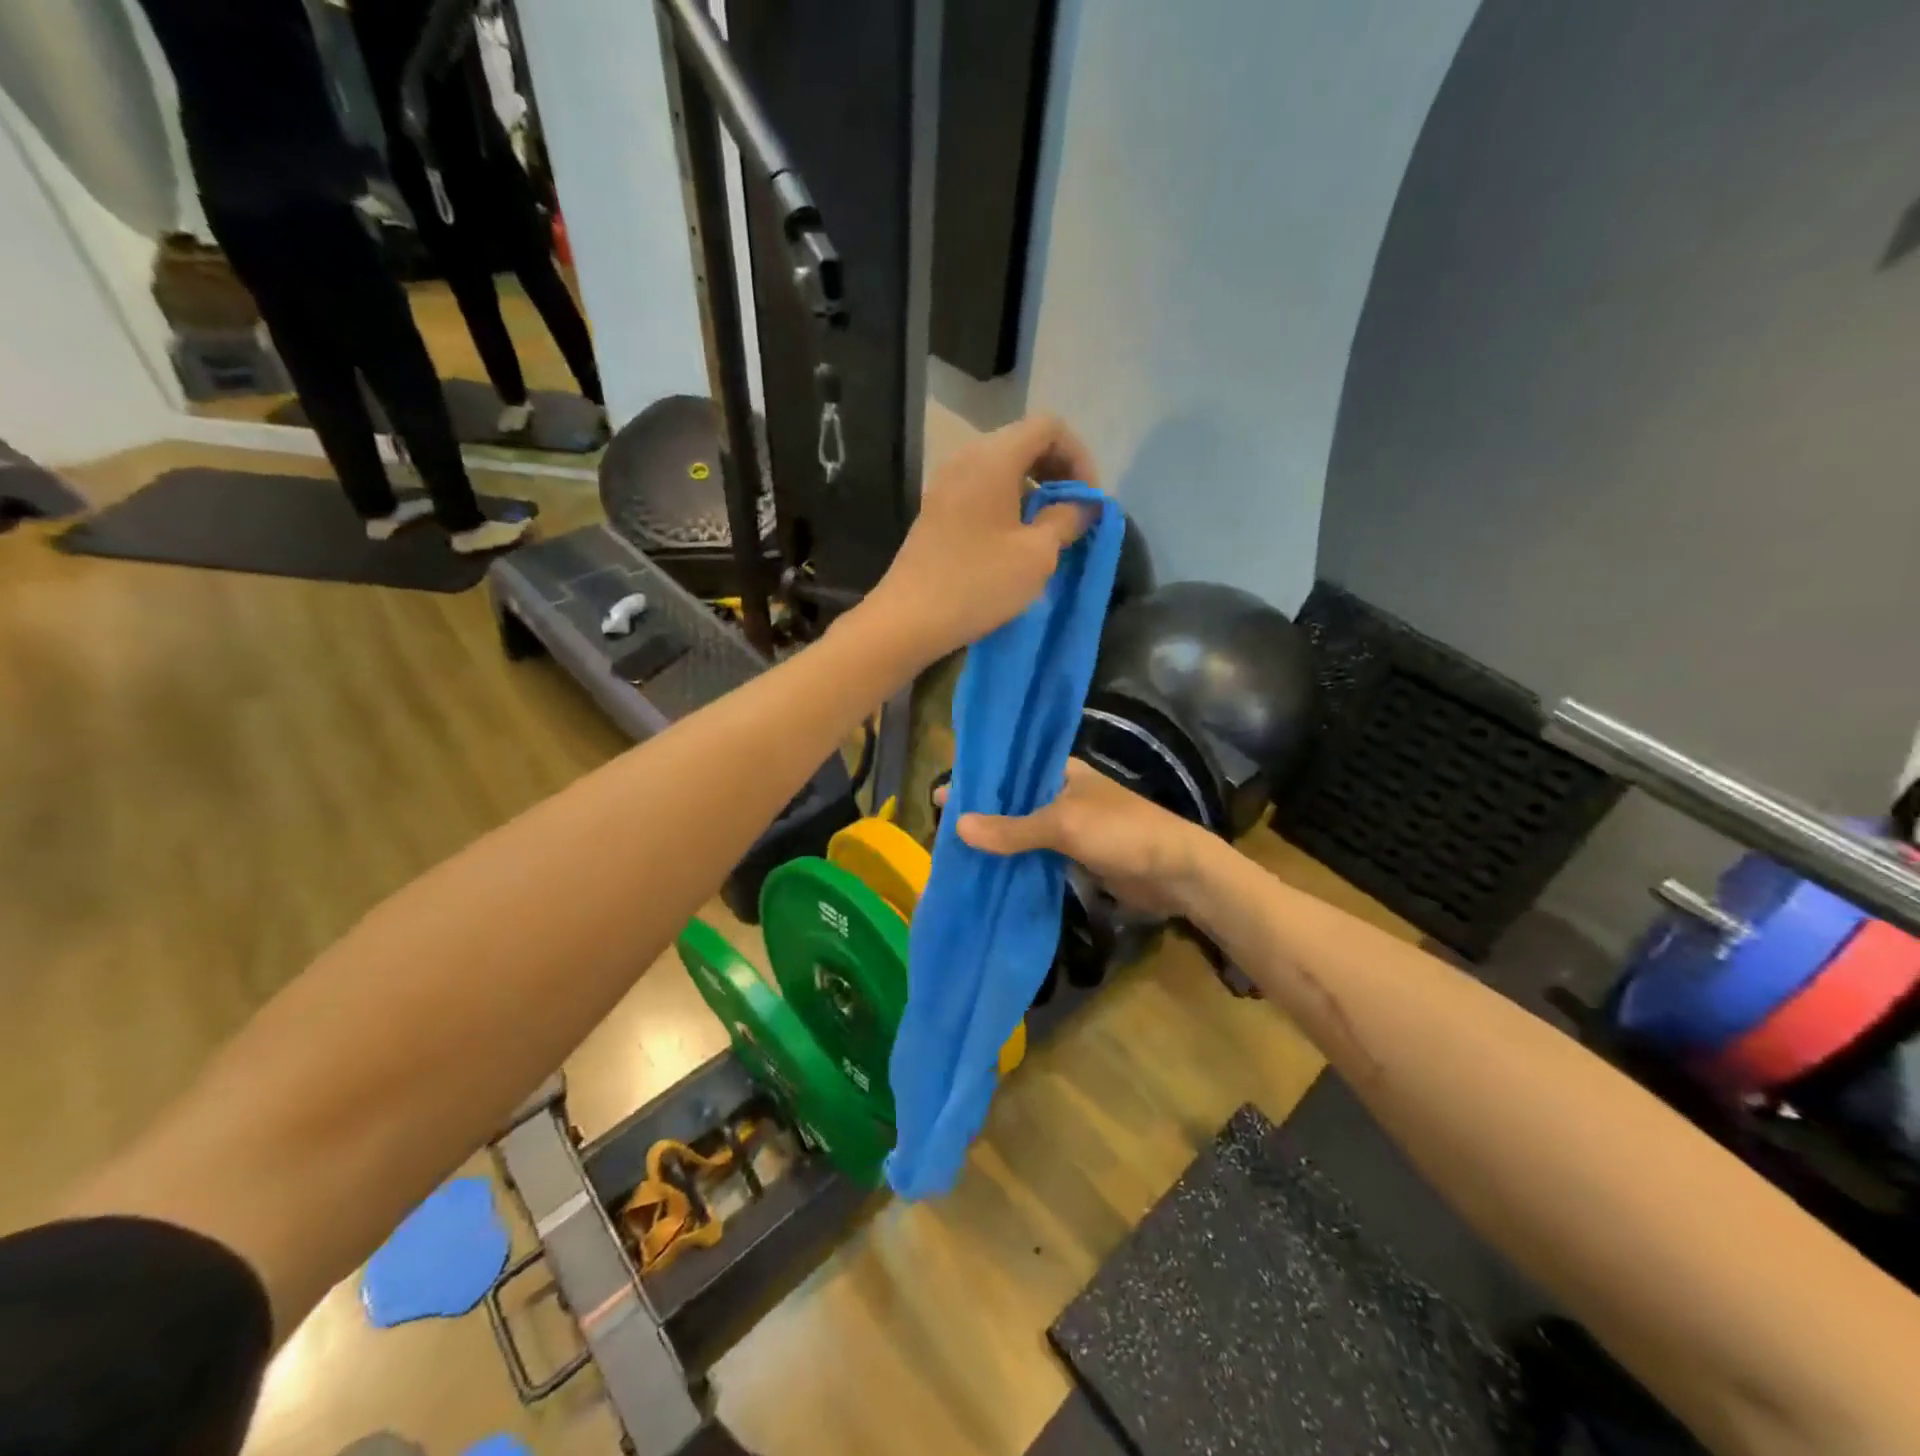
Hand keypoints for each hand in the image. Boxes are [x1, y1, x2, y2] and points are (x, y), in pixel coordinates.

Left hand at [863, 415, 1099, 662]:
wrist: (909, 619)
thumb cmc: (978, 583)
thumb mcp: (1037, 554)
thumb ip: (1066, 519)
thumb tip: (1082, 505)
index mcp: (993, 457)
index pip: (1049, 427)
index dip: (1079, 457)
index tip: (1088, 500)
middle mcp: (966, 458)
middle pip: (1024, 442)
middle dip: (1058, 472)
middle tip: (1074, 513)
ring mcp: (946, 483)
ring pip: (1003, 467)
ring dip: (1034, 490)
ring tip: (1049, 530)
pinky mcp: (936, 510)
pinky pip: (982, 489)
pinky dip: (1008, 503)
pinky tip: (1016, 540)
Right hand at [946, 760, 1216, 918]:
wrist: (1176, 872)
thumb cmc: (1121, 832)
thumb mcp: (1063, 825)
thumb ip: (1012, 828)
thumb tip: (957, 826)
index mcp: (1061, 772)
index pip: (1010, 769)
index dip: (977, 779)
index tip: (940, 794)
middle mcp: (1061, 793)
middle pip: (1012, 801)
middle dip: (980, 814)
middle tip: (940, 830)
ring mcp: (1069, 826)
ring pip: (1022, 830)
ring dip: (996, 841)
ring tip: (953, 853)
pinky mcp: (1075, 855)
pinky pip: (1036, 855)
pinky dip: (1014, 862)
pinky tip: (987, 872)